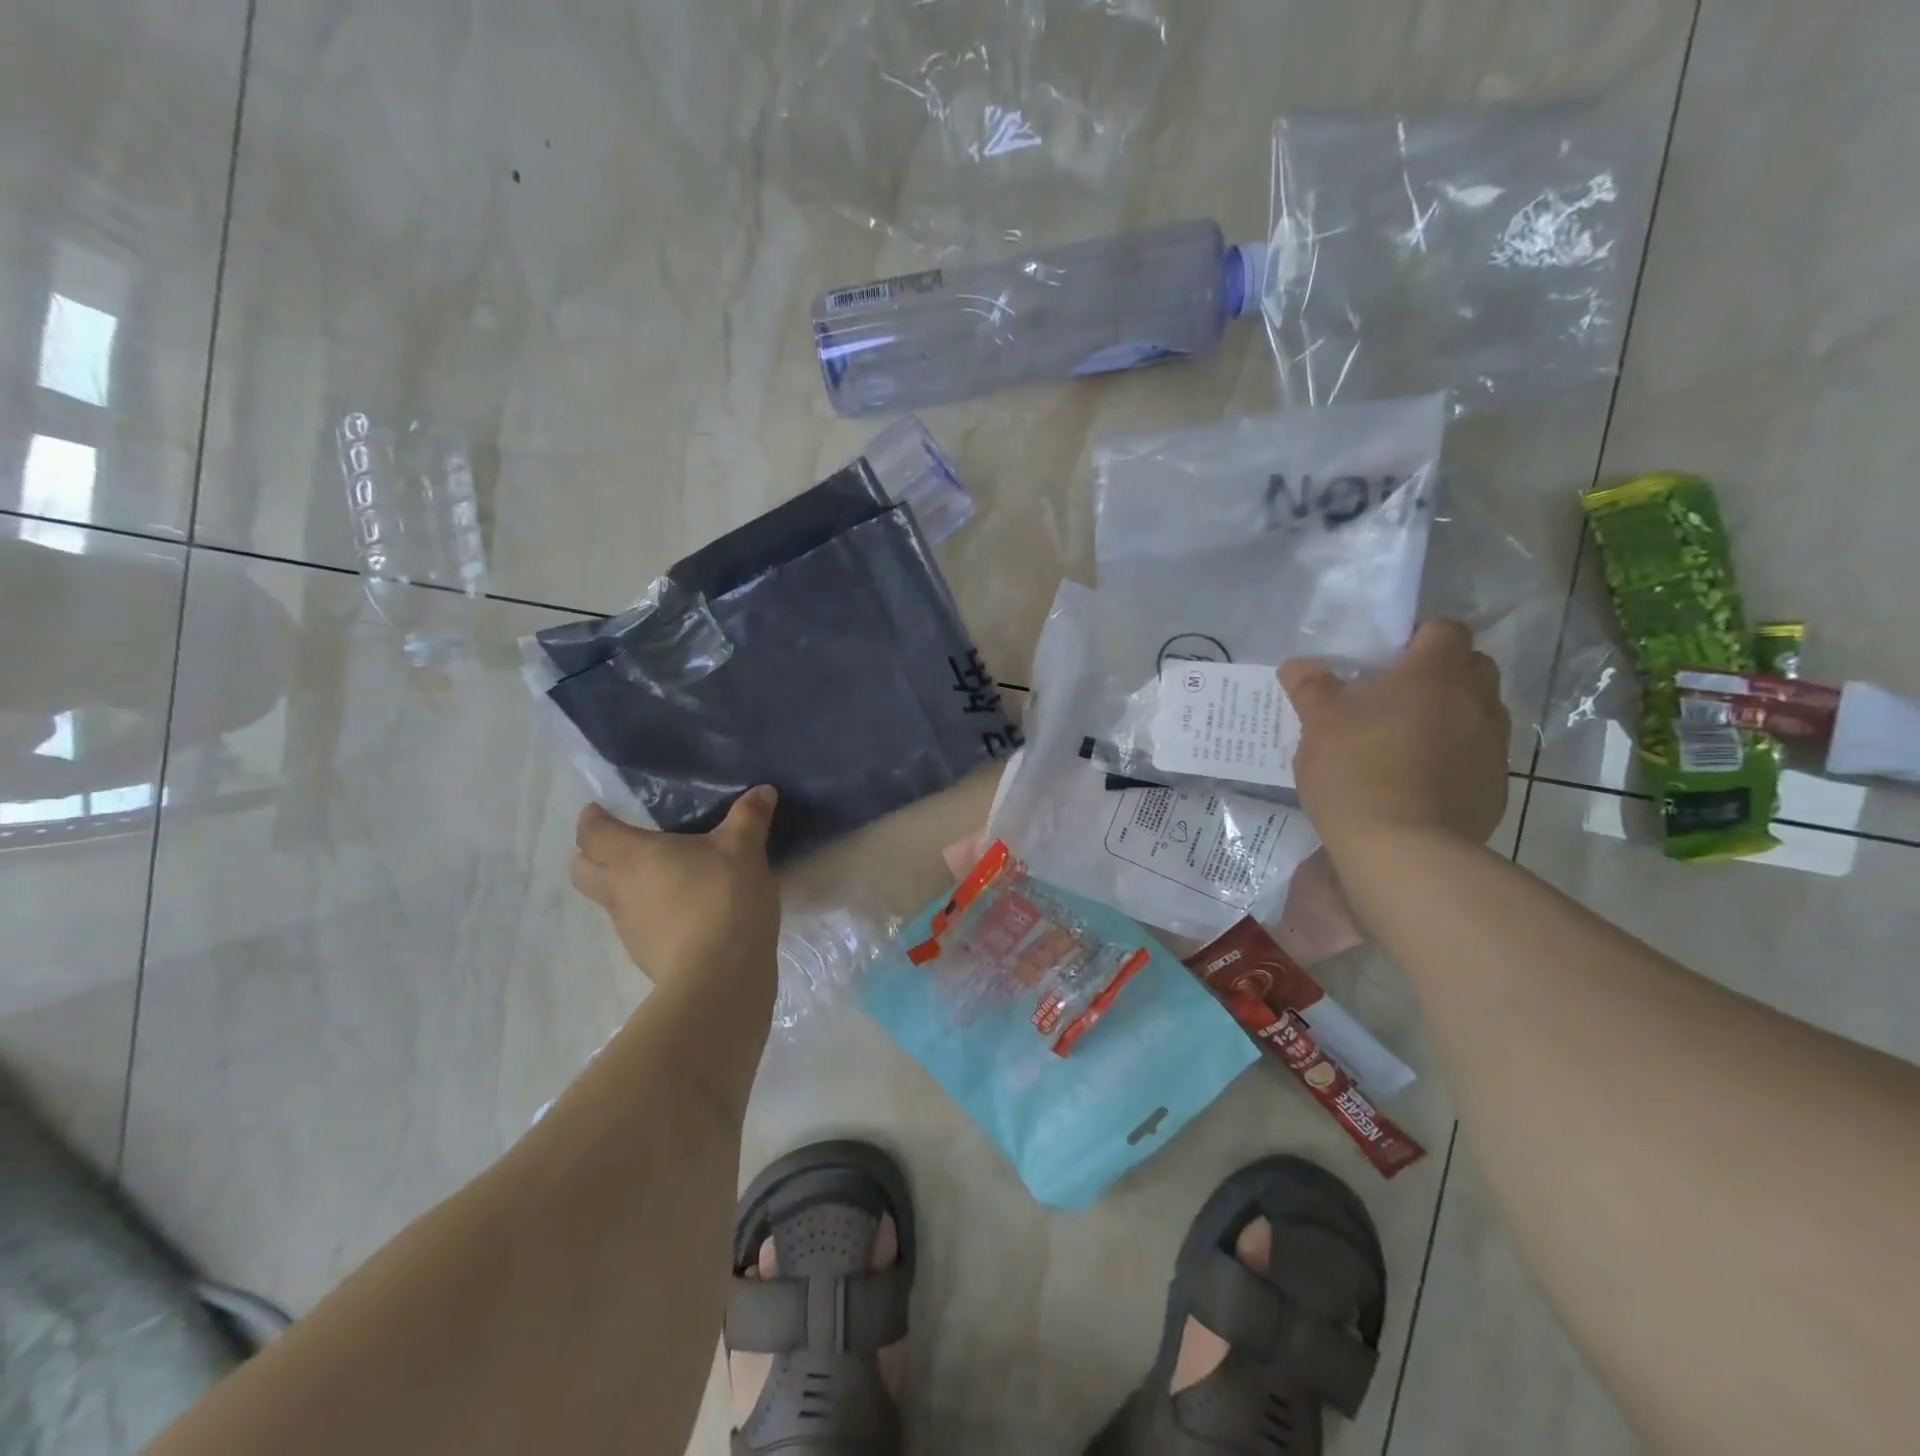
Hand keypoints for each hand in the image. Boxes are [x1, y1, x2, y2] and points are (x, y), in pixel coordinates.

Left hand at [571, 788, 781, 993]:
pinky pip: (636, 925)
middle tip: (620, 844)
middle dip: (591, 855)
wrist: (719, 975)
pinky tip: (681, 912)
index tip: (598, 810)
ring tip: (660, 878)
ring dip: (622, 886)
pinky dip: (649, 914)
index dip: (592, 819)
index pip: (592, 833)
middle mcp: (619, 890)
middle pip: (581, 870)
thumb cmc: (723, 897)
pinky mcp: (645, 955)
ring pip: (608, 900)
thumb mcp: (745, 849)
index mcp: (634, 856)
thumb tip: (763, 790)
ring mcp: (628, 928)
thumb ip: (750, 817)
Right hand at [1280, 621, 1509, 855]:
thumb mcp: (1317, 724)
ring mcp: (1493, 747)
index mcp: (1434, 675)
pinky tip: (1417, 781)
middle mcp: (1476, 702)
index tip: (1386, 661)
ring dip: (1450, 715)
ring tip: (1405, 741)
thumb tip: (1299, 666)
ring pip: (1479, 712)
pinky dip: (1454, 757)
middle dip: (1440, 673)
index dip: (1418, 638)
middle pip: (1472, 666)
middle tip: (1395, 696)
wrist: (1402, 850)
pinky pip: (1478, 756)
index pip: (1445, 630)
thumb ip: (1311, 687)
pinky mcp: (1495, 787)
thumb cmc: (1355, 771)